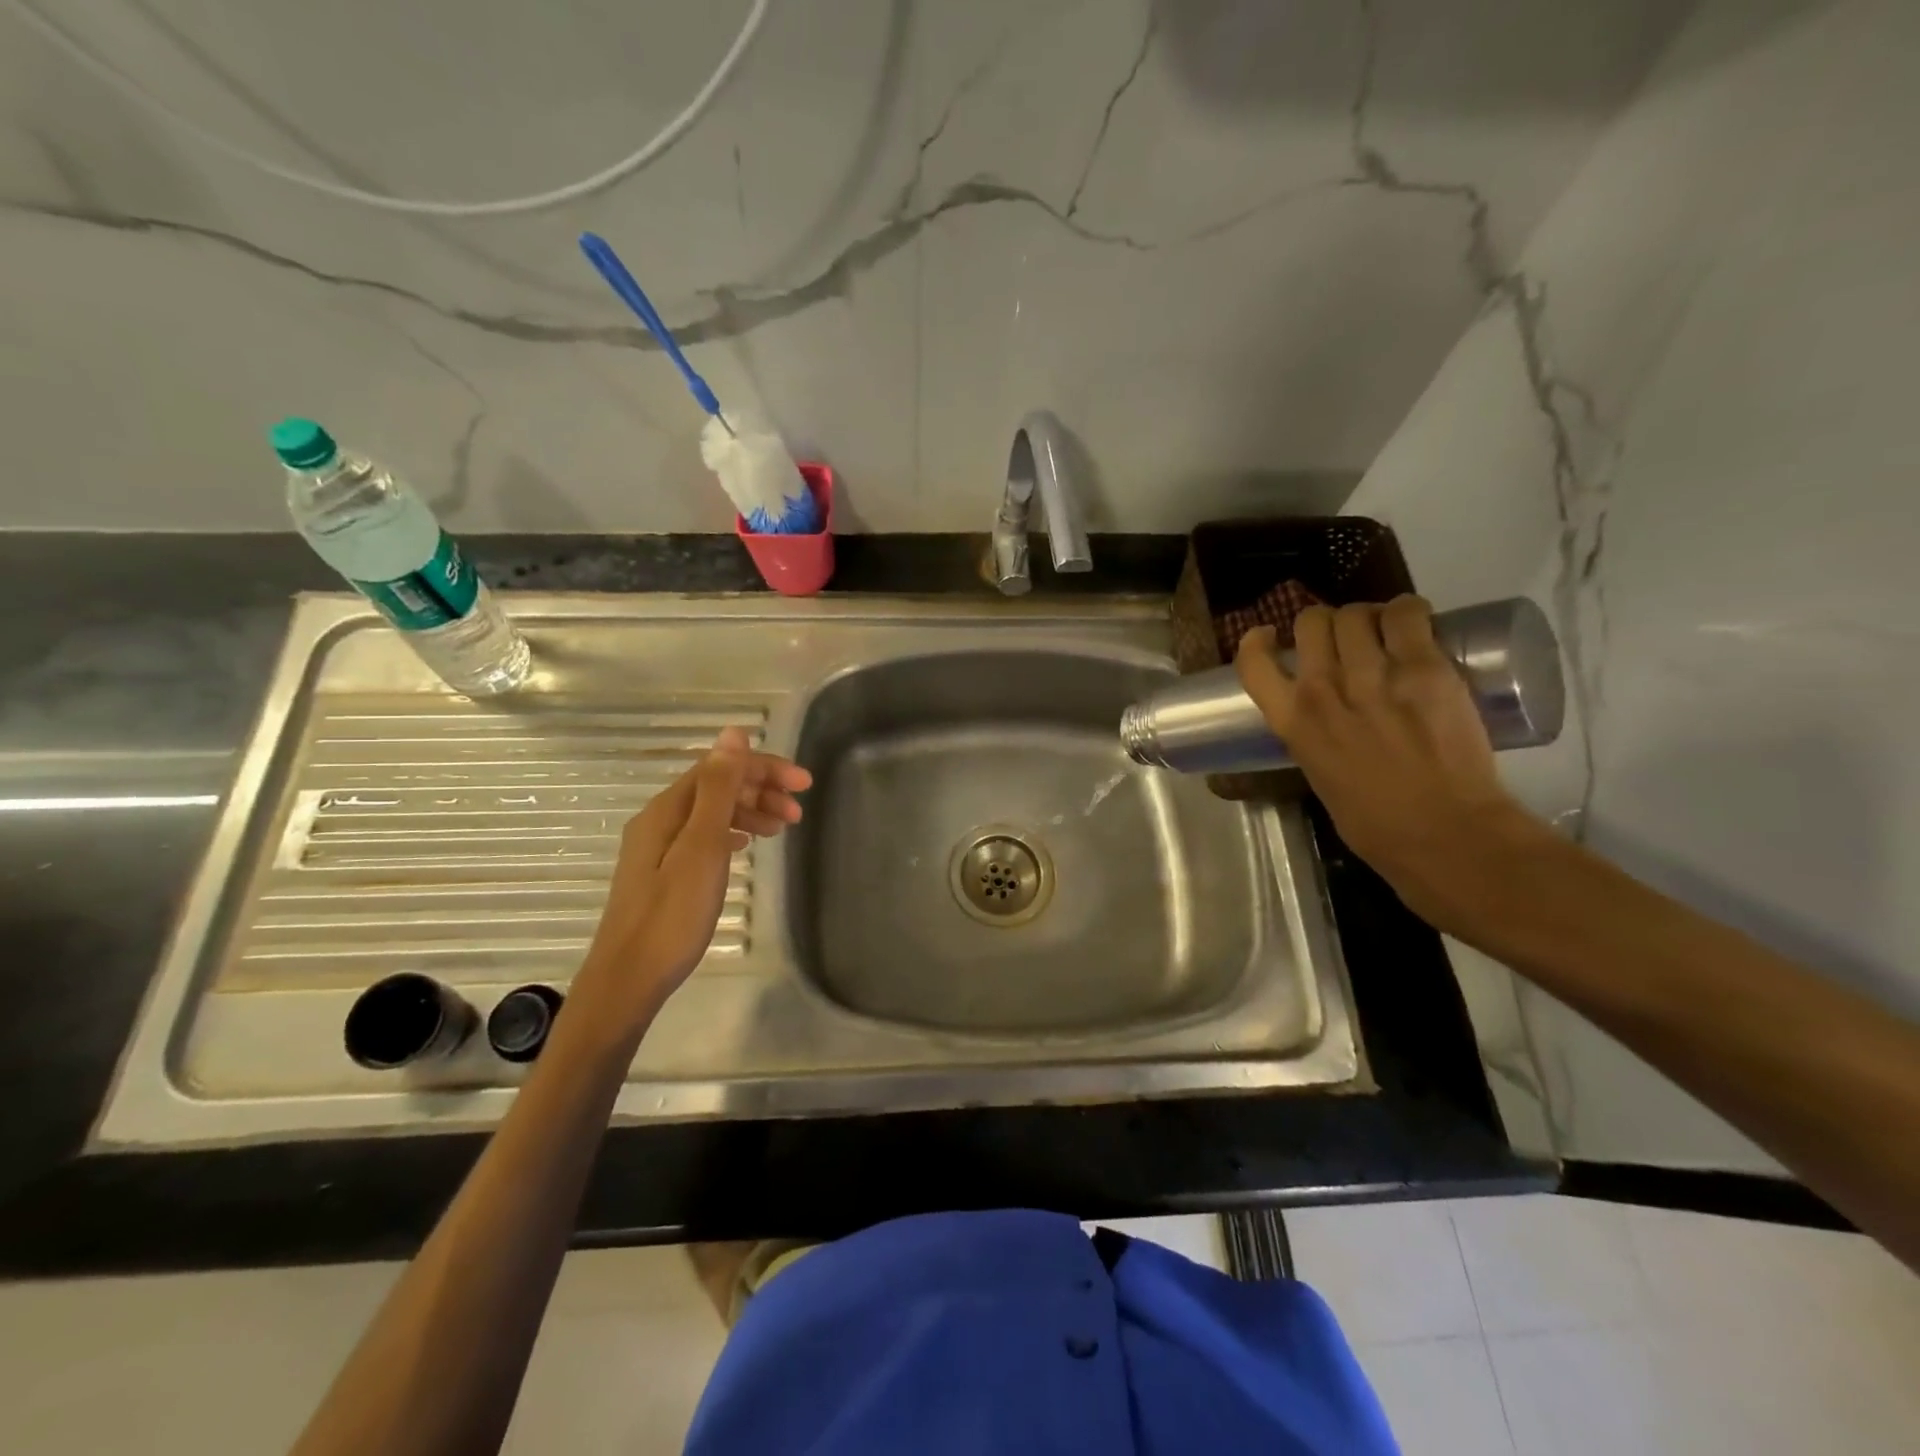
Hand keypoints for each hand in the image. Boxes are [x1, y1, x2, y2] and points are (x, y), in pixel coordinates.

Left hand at [572, 727, 810, 1035]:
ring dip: (750, 811)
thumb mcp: (701, 847)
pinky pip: (706, 836)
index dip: (764, 768)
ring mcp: (658, 848)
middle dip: (761, 789)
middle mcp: (659, 820)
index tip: (805, 783)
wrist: (628, 980)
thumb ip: (718, 789)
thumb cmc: (671, 915)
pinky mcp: (663, 873)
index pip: (720, 768)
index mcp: (667, 809)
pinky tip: (747, 844)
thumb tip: (733, 733)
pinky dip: (733, 832)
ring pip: (712, 813)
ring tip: (783, 828)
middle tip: (799, 811)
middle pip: (716, 787)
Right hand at [1234, 596, 1542, 925]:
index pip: (1253, 663)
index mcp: (1293, 722)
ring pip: (1357, 614)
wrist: (1443, 833)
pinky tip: (1414, 623)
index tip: (1272, 636)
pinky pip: (1408, 614)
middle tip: (1347, 637)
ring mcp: (1373, 675)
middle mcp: (1323, 690)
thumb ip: (1315, 738)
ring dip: (1368, 616)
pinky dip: (1409, 611)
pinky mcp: (1424, 668)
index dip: (1257, 640)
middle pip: (1312, 622)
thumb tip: (1329, 720)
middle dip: (1326, 624)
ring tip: (1385, 630)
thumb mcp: (1320, 776)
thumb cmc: (1375, 824)